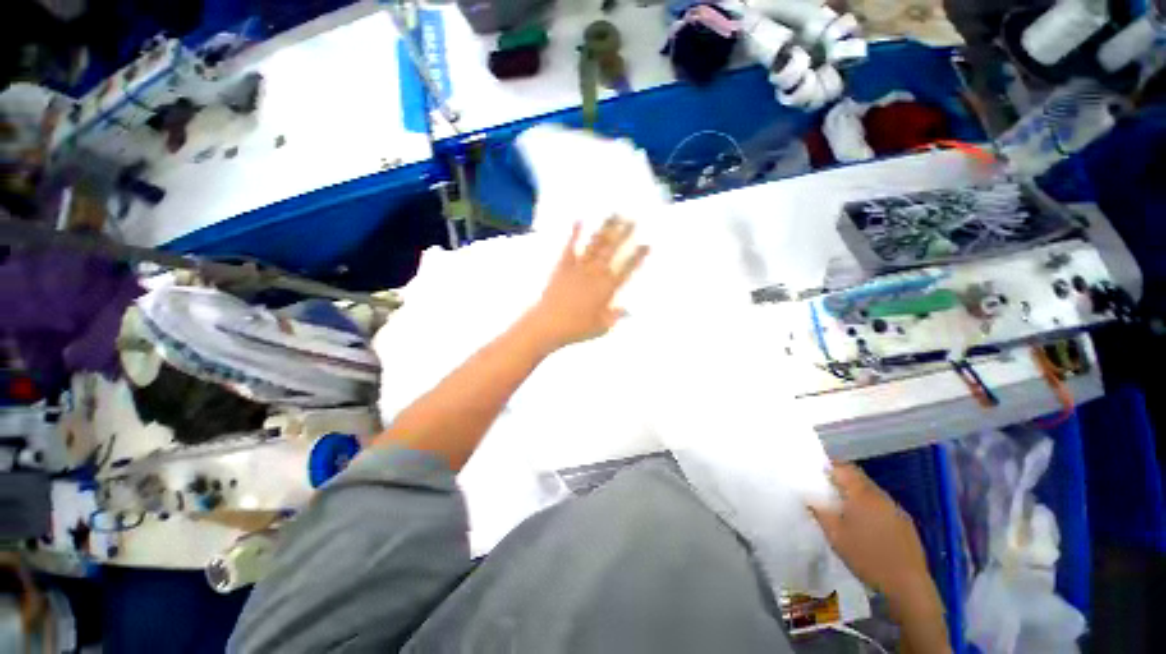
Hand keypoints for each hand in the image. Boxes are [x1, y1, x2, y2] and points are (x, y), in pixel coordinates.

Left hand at [524, 217, 648, 349]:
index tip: (647, 243)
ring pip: (595, 244)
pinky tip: (580, 220)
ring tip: (614, 214)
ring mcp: (579, 267)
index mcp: (607, 288)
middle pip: (612, 250)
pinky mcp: (563, 266)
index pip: (627, 268)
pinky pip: (570, 247)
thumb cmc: (577, 329)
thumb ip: (616, 316)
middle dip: (624, 233)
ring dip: (605, 228)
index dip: (638, 256)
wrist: (549, 324)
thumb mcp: (602, 327)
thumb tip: (629, 311)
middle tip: (632, 218)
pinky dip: (575, 233)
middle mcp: (596, 273)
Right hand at [809, 463, 934, 606]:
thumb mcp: (835, 535)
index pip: (844, 468)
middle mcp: (880, 496)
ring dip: (857, 494)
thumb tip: (809, 497)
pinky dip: (871, 507)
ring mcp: (896, 509)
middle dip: (843, 480)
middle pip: (859, 478)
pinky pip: (883, 506)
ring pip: (872, 492)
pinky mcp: (905, 523)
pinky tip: (866, 525)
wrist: (907, 584)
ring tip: (844, 508)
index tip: (817, 473)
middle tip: (827, 490)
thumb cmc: (866, 556)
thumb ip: (820, 512)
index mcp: (862, 494)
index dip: (830, 466)